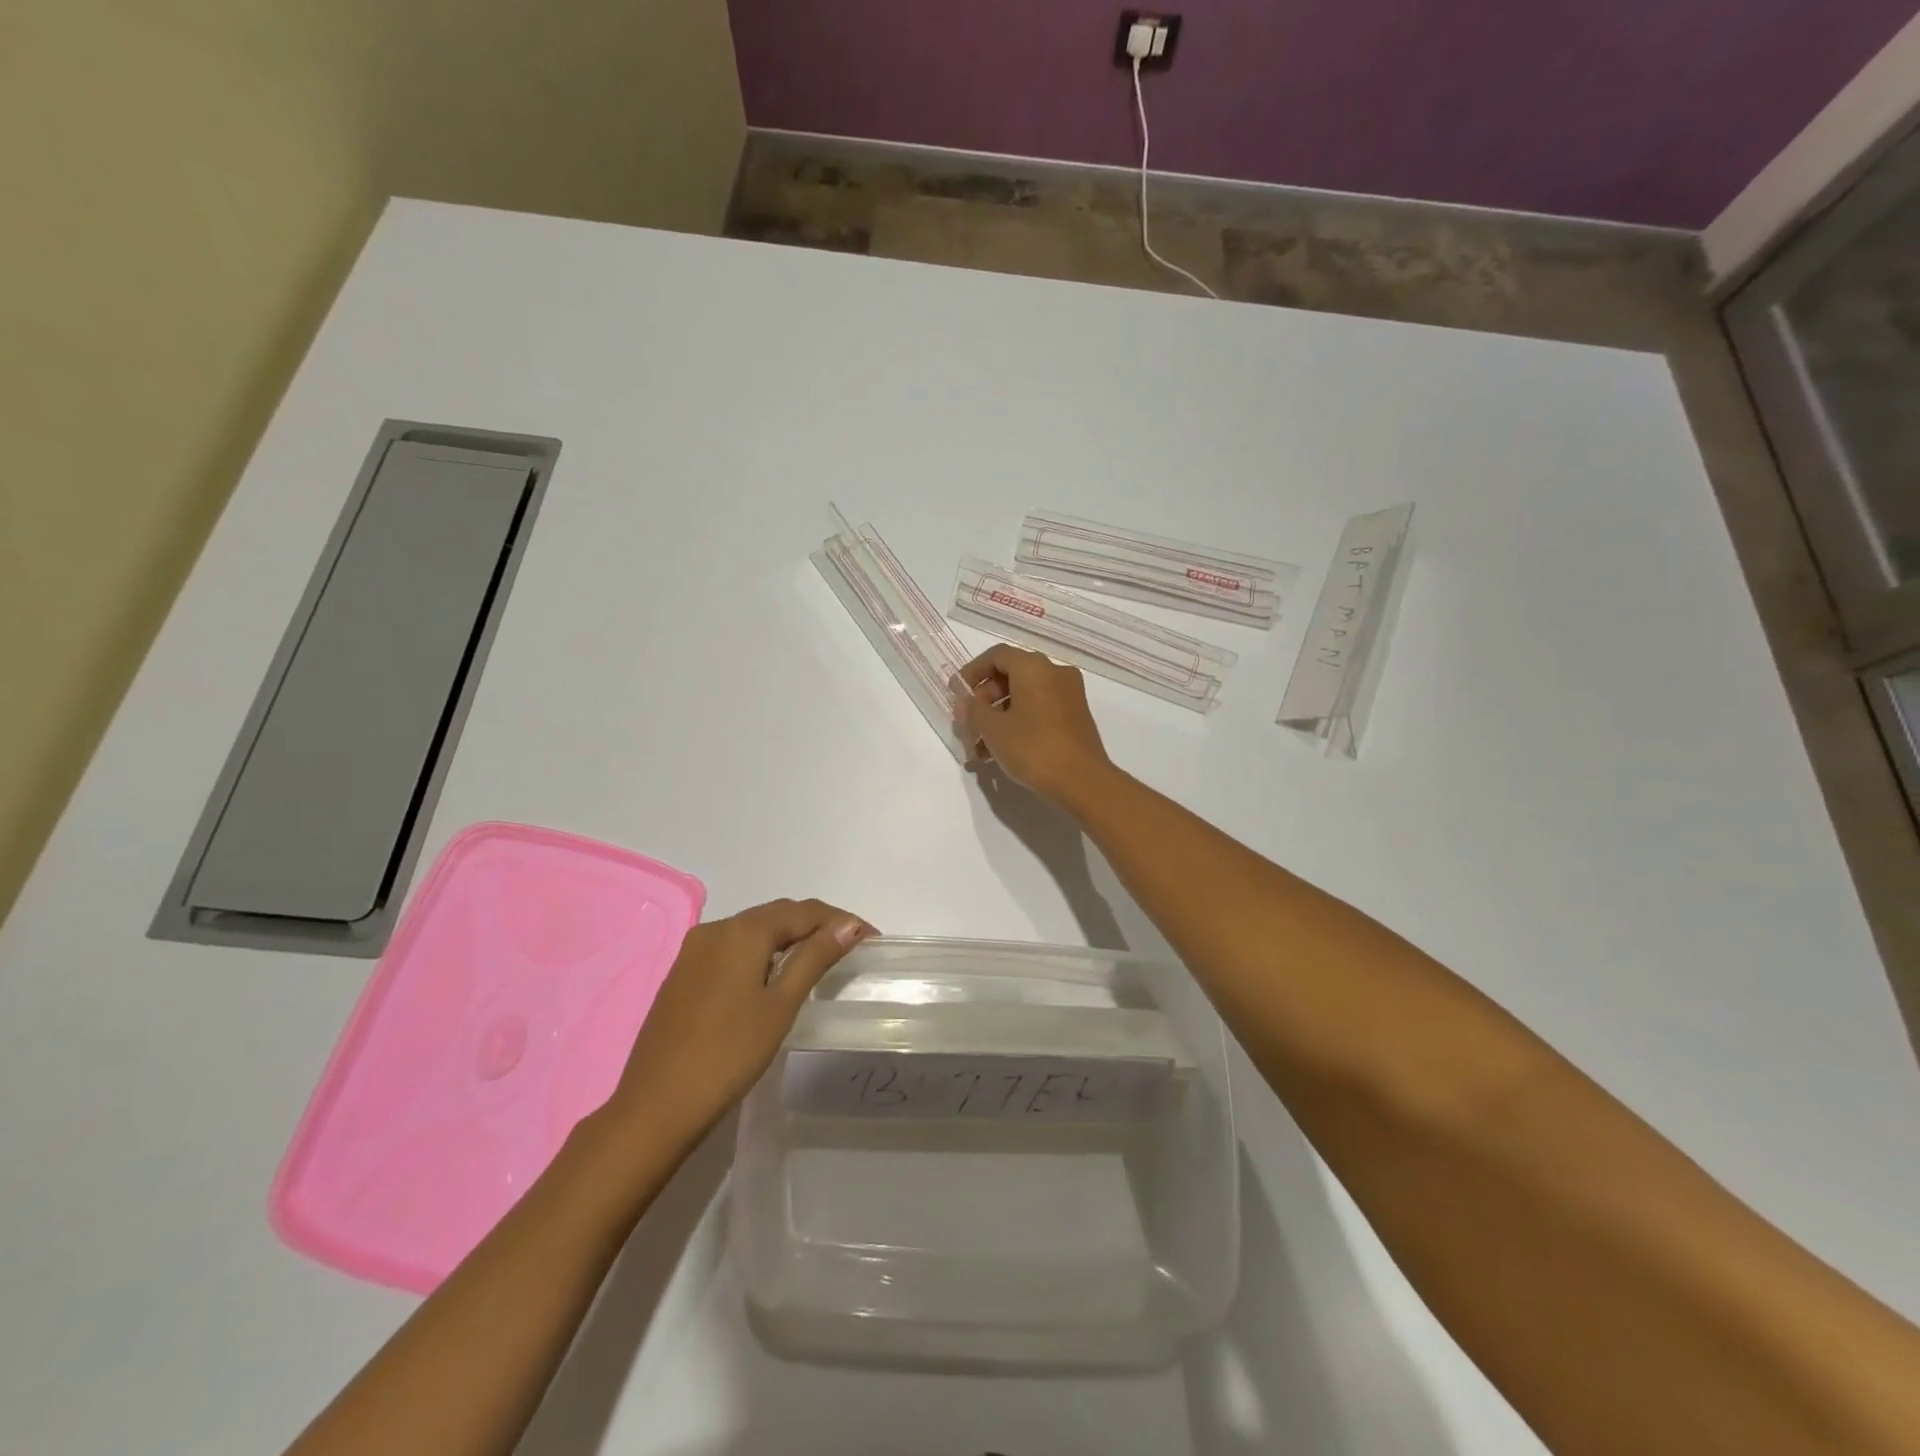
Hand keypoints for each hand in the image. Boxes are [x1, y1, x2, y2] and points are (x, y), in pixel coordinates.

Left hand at [608, 898, 874, 1145]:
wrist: (656, 1106)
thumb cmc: (728, 1054)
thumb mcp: (781, 1004)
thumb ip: (815, 958)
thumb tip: (849, 925)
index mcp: (743, 930)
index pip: (804, 911)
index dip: (841, 920)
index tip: (871, 939)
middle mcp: (716, 928)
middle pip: (777, 914)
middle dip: (816, 925)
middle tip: (850, 947)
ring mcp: (694, 950)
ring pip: (753, 930)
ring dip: (788, 937)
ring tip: (819, 959)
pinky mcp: (682, 973)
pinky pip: (732, 947)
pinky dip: (761, 952)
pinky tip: (773, 975)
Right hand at [954, 644, 1115, 809]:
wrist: (1083, 781)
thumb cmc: (1033, 748)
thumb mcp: (993, 729)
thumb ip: (973, 710)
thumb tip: (965, 701)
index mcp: (1034, 667)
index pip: (996, 656)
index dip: (972, 672)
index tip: (955, 693)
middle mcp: (1054, 673)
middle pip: (1010, 676)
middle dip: (984, 700)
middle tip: (968, 725)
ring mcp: (1069, 695)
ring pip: (1024, 696)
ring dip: (998, 717)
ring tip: (980, 748)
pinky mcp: (1075, 716)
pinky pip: (1039, 709)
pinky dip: (1018, 722)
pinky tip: (1001, 751)